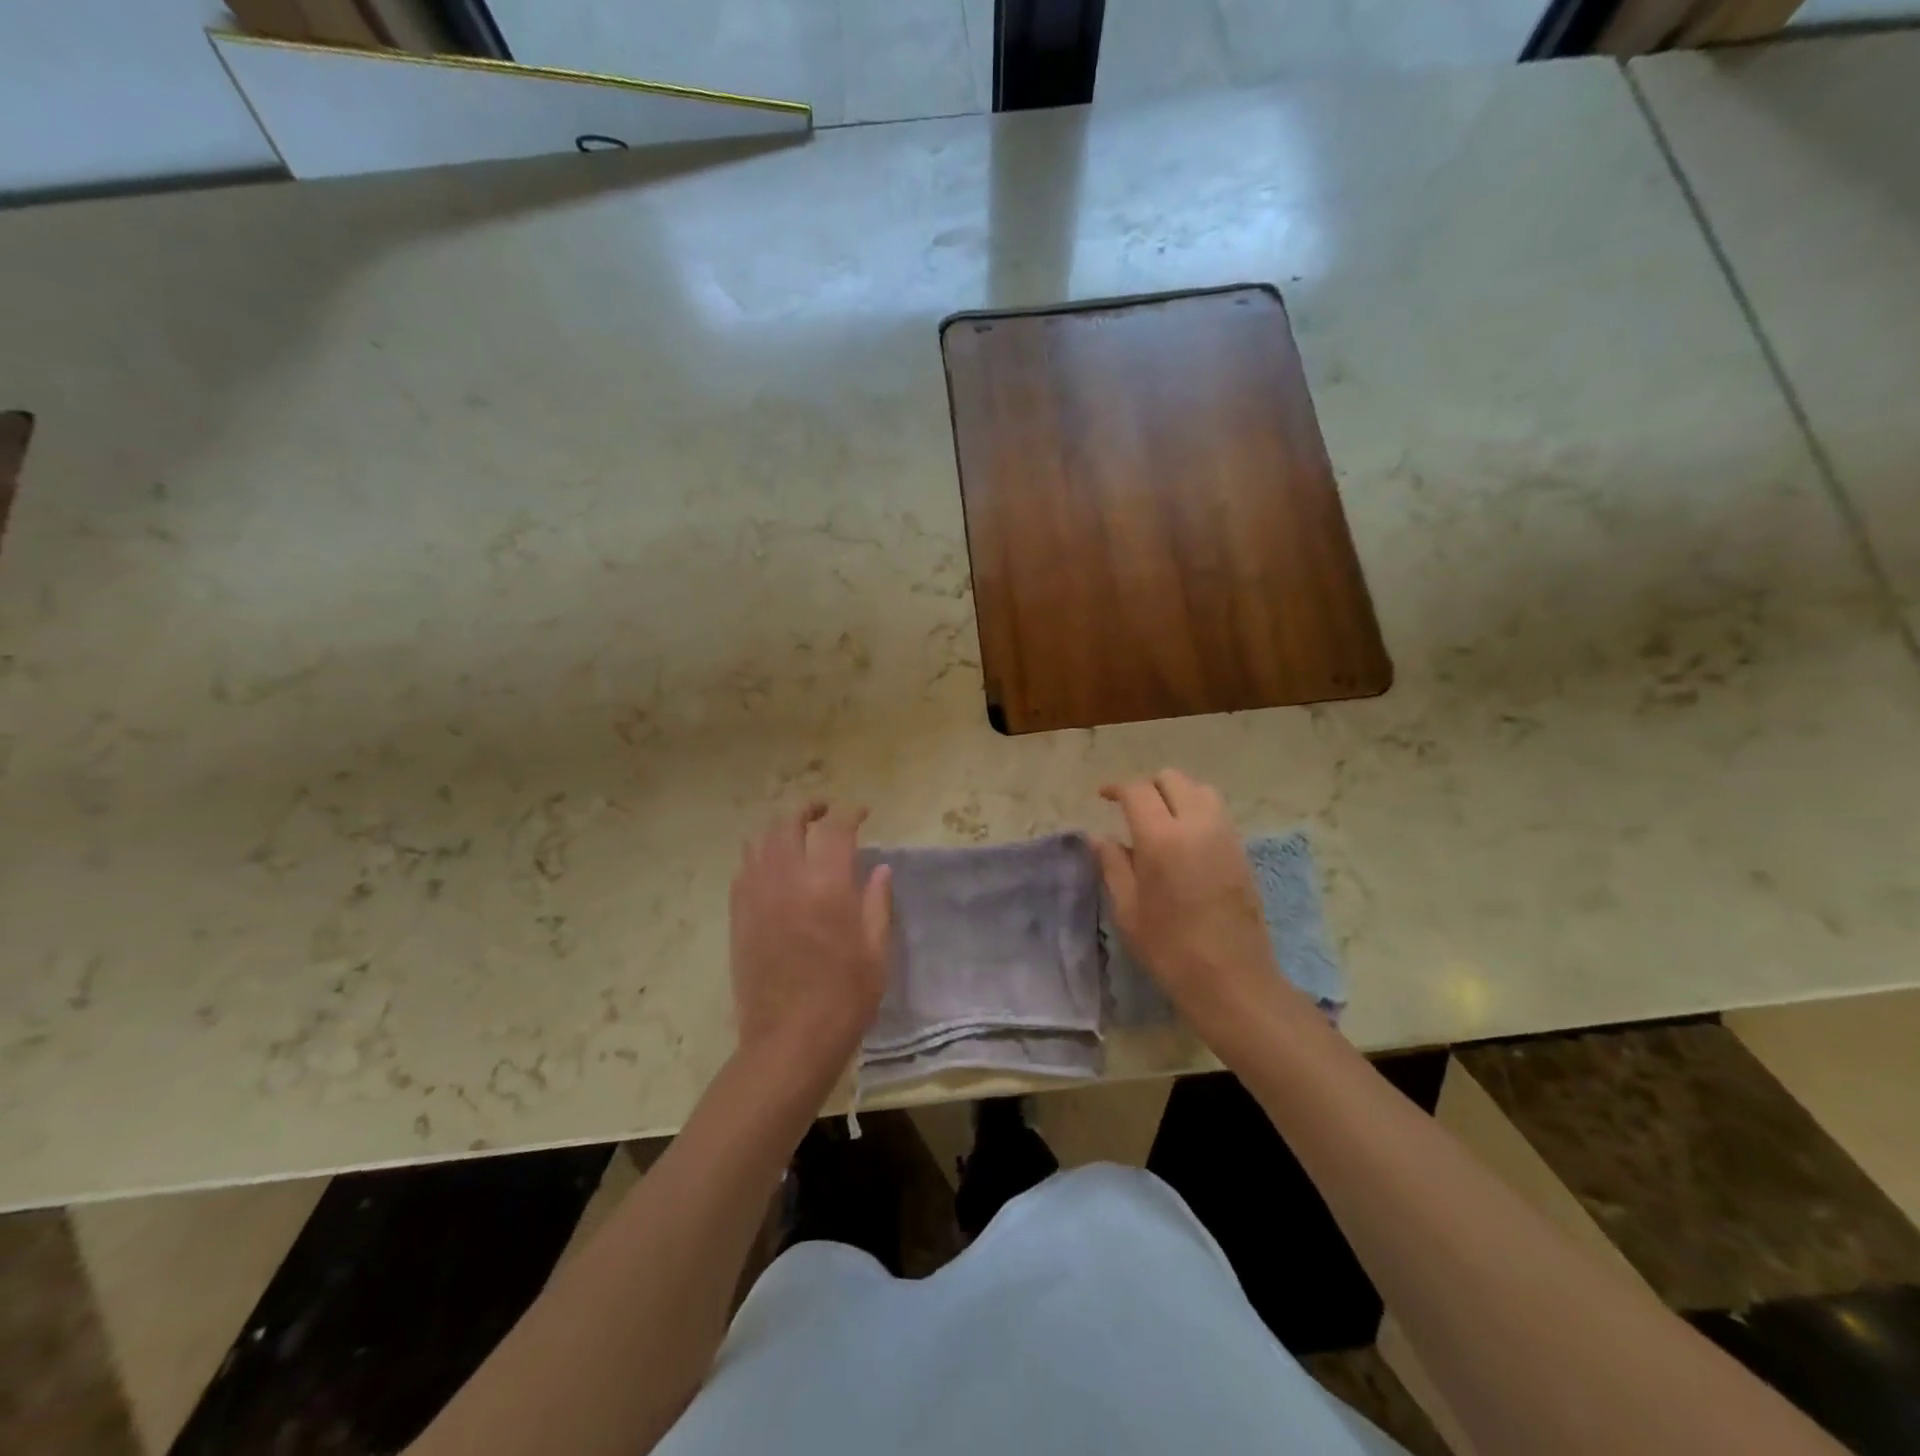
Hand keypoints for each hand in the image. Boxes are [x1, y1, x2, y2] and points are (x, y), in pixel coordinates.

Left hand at [729, 802, 892, 1085]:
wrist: (789, 1041)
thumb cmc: (844, 998)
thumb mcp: (876, 952)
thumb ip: (876, 903)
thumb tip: (879, 869)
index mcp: (827, 885)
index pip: (835, 828)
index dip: (850, 812)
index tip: (862, 813)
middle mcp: (787, 879)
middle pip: (789, 823)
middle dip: (809, 809)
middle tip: (825, 811)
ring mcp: (756, 896)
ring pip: (761, 841)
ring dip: (781, 829)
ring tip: (798, 834)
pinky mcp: (739, 916)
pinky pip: (744, 869)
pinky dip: (760, 856)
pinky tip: (773, 867)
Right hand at [1094, 770, 1295, 1046]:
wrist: (1232, 979)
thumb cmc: (1169, 948)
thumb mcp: (1127, 909)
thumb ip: (1112, 864)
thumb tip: (1099, 837)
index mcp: (1161, 838)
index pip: (1137, 791)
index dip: (1116, 788)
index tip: (1103, 797)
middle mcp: (1196, 825)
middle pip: (1172, 779)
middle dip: (1148, 786)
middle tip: (1131, 808)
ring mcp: (1225, 835)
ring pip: (1200, 790)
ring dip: (1176, 794)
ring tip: (1160, 819)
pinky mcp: (1241, 850)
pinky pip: (1217, 812)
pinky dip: (1197, 810)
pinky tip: (1184, 839)